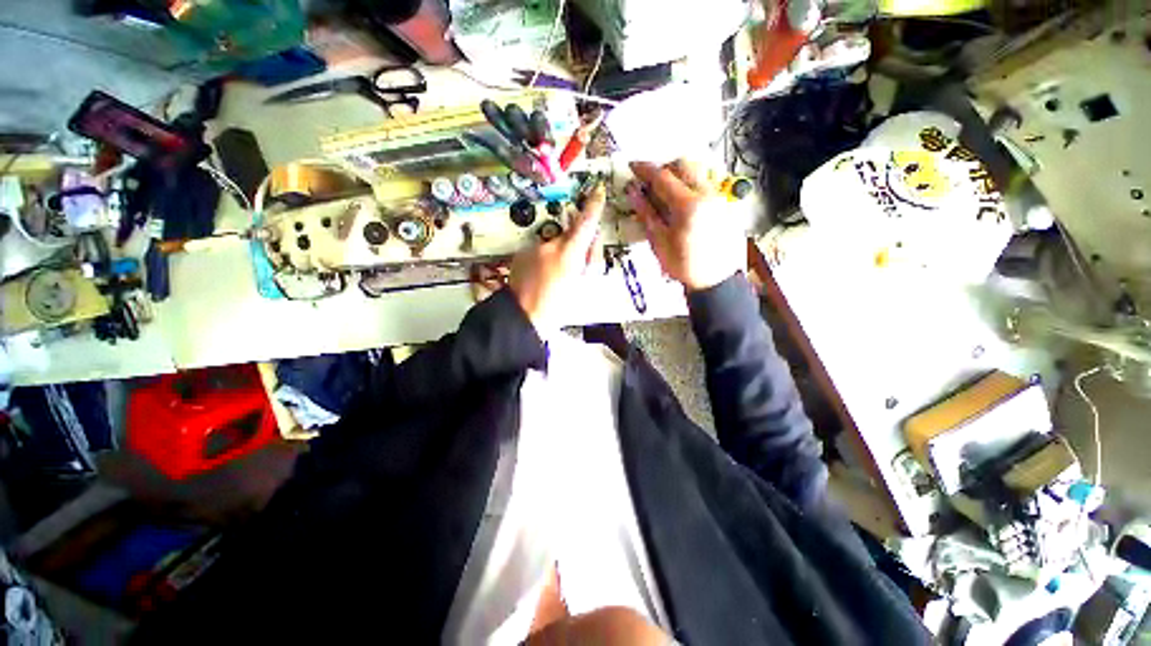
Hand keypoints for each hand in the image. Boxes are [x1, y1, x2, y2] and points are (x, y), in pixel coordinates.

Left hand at [509, 182, 605, 328]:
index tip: (598, 191)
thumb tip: (589, 245)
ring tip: (553, 281)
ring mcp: (533, 249)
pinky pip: (539, 253)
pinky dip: (543, 261)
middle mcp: (550, 246)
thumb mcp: (580, 288)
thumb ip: (586, 263)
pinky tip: (540, 279)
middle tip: (576, 269)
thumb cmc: (556, 309)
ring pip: (553, 246)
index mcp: (569, 255)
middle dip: (575, 246)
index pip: (585, 225)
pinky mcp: (521, 254)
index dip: (593, 207)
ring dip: (558, 257)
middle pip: (569, 237)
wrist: (521, 318)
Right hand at [627, 159, 743, 291]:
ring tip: (667, 192)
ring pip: (699, 171)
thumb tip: (633, 192)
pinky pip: (707, 183)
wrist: (714, 280)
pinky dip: (691, 184)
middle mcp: (707, 195)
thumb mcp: (659, 242)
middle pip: (685, 164)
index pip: (663, 177)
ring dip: (680, 174)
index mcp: (688, 206)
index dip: (645, 170)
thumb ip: (647, 213)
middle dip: (664, 168)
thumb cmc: (683, 265)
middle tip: (650, 182)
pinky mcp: (726, 204)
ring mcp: (719, 198)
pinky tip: (683, 203)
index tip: (633, 167)